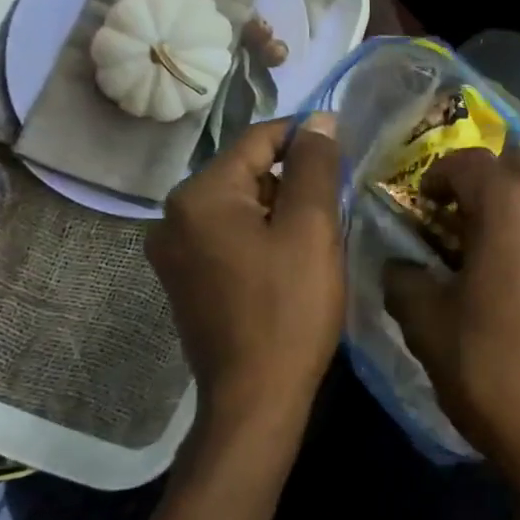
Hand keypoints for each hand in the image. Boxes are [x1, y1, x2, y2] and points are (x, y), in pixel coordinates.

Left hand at [145, 115, 343, 429]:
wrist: (255, 398)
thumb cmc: (289, 309)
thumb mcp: (312, 229)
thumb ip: (315, 165)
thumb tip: (319, 121)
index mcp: (200, 195)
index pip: (259, 140)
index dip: (306, 138)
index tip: (345, 148)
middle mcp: (173, 216)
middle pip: (246, 173)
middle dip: (293, 180)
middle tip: (336, 206)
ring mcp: (173, 251)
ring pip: (240, 205)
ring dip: (280, 210)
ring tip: (317, 237)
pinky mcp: (184, 279)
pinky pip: (228, 236)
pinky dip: (261, 236)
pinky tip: (289, 262)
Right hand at [383, 148, 519, 519]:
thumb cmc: (496, 373)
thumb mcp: (430, 327)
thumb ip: (404, 280)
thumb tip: (400, 265)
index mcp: (513, 205)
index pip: (467, 161)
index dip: (437, 177)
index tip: (423, 204)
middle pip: (517, 163)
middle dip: (485, 182)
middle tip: (462, 221)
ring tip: (500, 246)